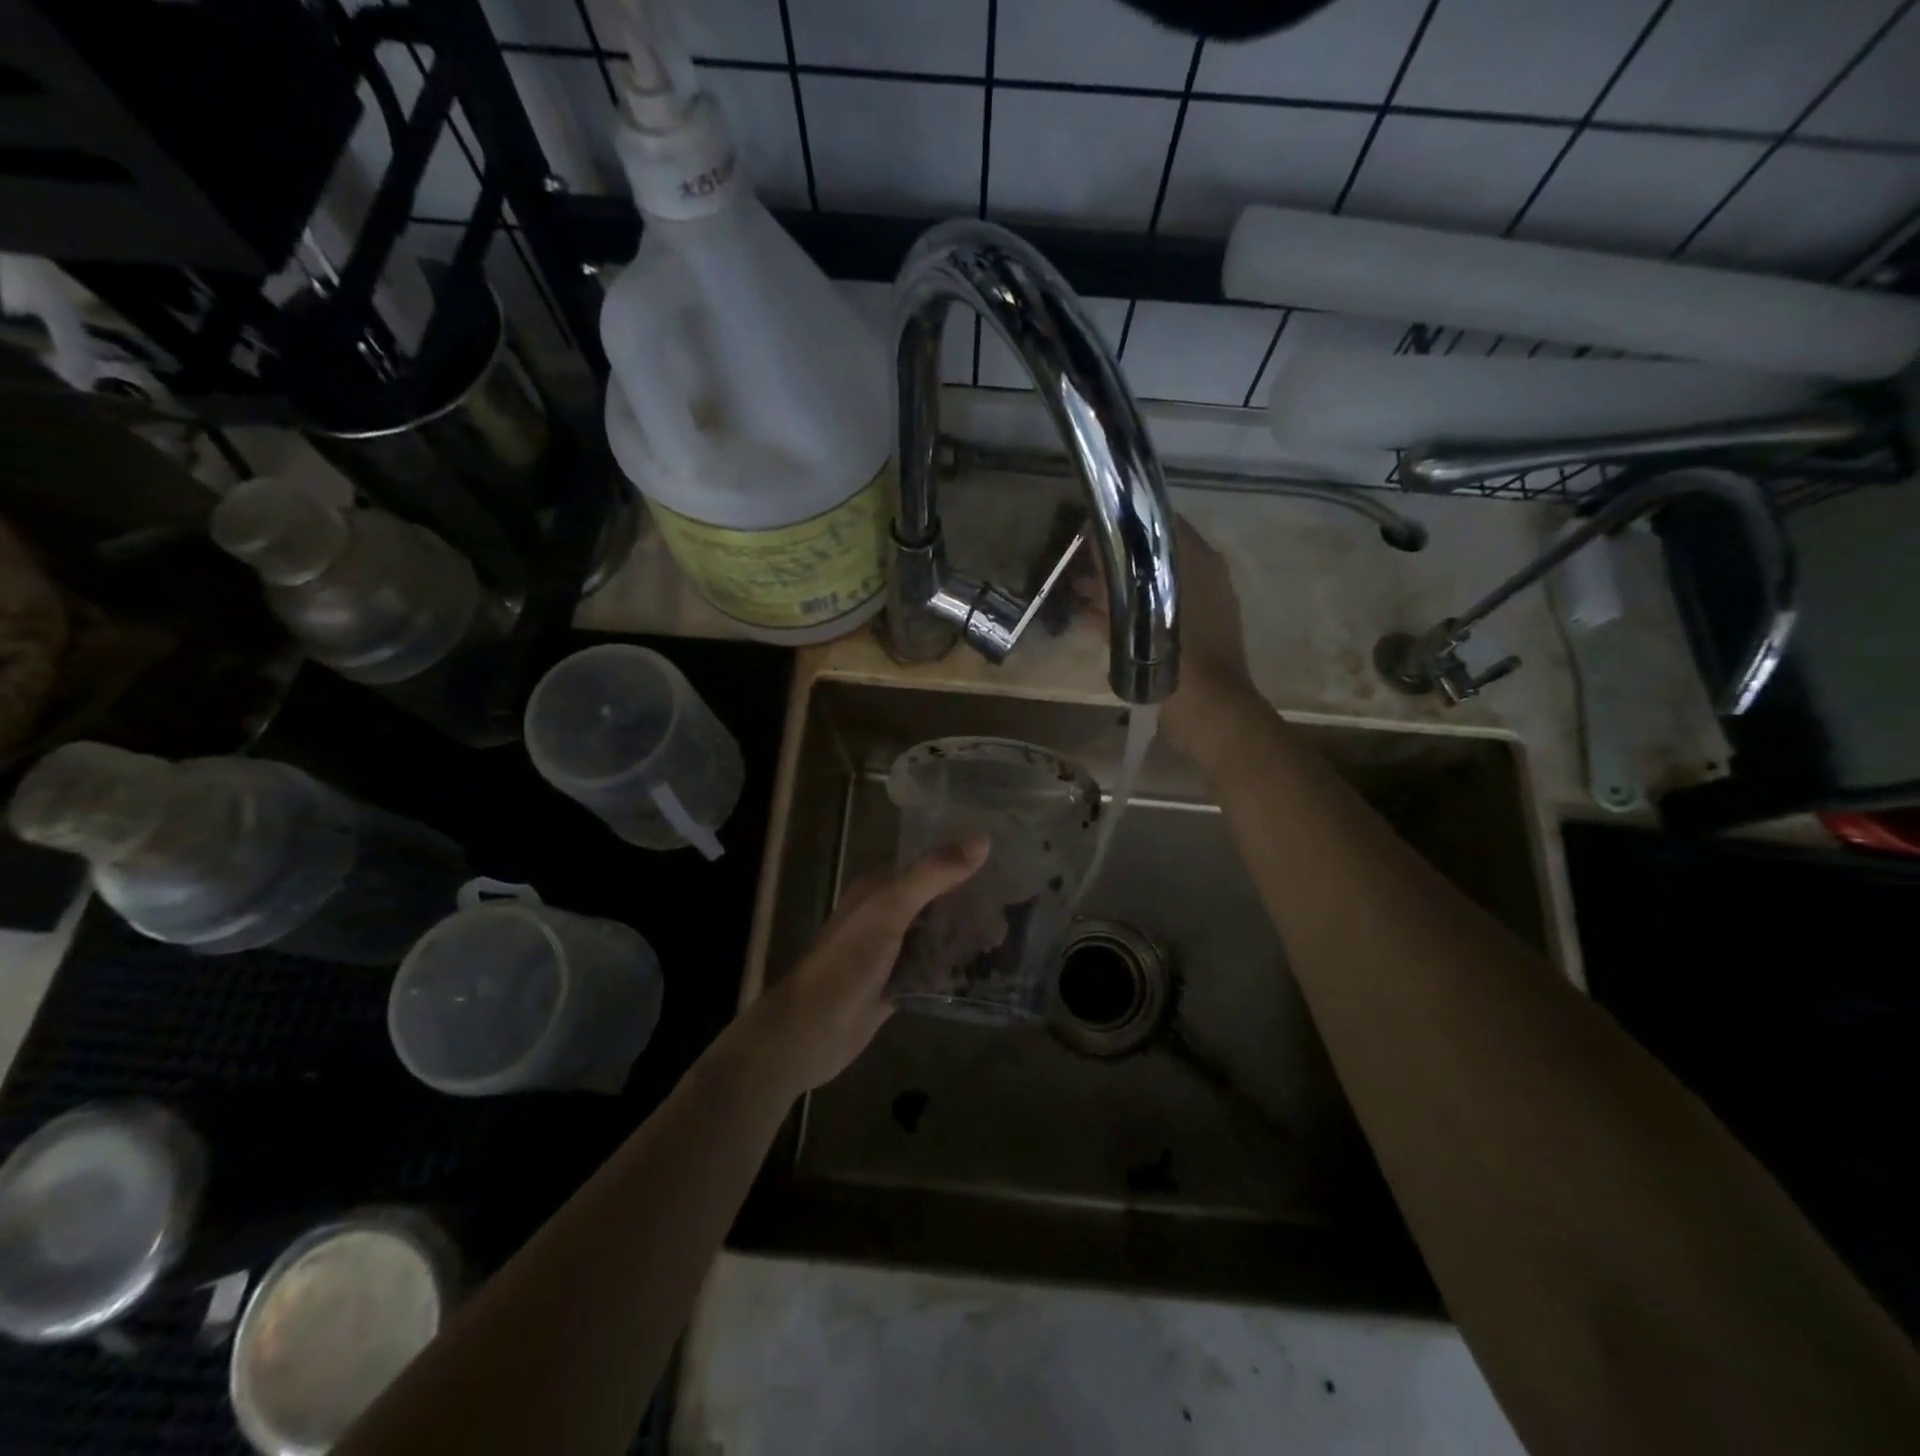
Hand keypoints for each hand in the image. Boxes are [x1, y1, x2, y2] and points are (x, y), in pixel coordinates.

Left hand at [739, 837, 989, 1094]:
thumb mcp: (890, 910)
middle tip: (1019, 903)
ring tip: (1010, 936)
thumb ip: (932, 875)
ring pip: (938, 933)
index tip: (1006, 858)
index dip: (962, 858)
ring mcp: (892, 951)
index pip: (928, 862)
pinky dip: (957, 965)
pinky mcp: (898, 983)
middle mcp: (886, 914)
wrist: (810, 1032)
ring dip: (967, 934)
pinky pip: (934, 967)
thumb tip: (982, 841)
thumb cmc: (847, 963)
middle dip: (972, 900)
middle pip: (937, 899)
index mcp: (879, 888)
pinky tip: (988, 969)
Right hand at [1074, 515, 1256, 753]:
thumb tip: (1090, 555)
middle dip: (1114, 557)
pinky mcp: (1189, 635)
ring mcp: (1198, 607)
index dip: (1124, 523)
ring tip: (1078, 589)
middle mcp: (1202, 577)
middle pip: (1152, 555)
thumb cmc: (1181, 659)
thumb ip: (1114, 586)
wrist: (1210, 713)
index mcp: (1199, 561)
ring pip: (1149, 584)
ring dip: (1116, 586)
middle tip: (1077, 560)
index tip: (1091, 528)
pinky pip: (1152, 611)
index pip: (1159, 523)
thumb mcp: (1140, 617)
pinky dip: (1127, 612)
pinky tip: (1093, 616)